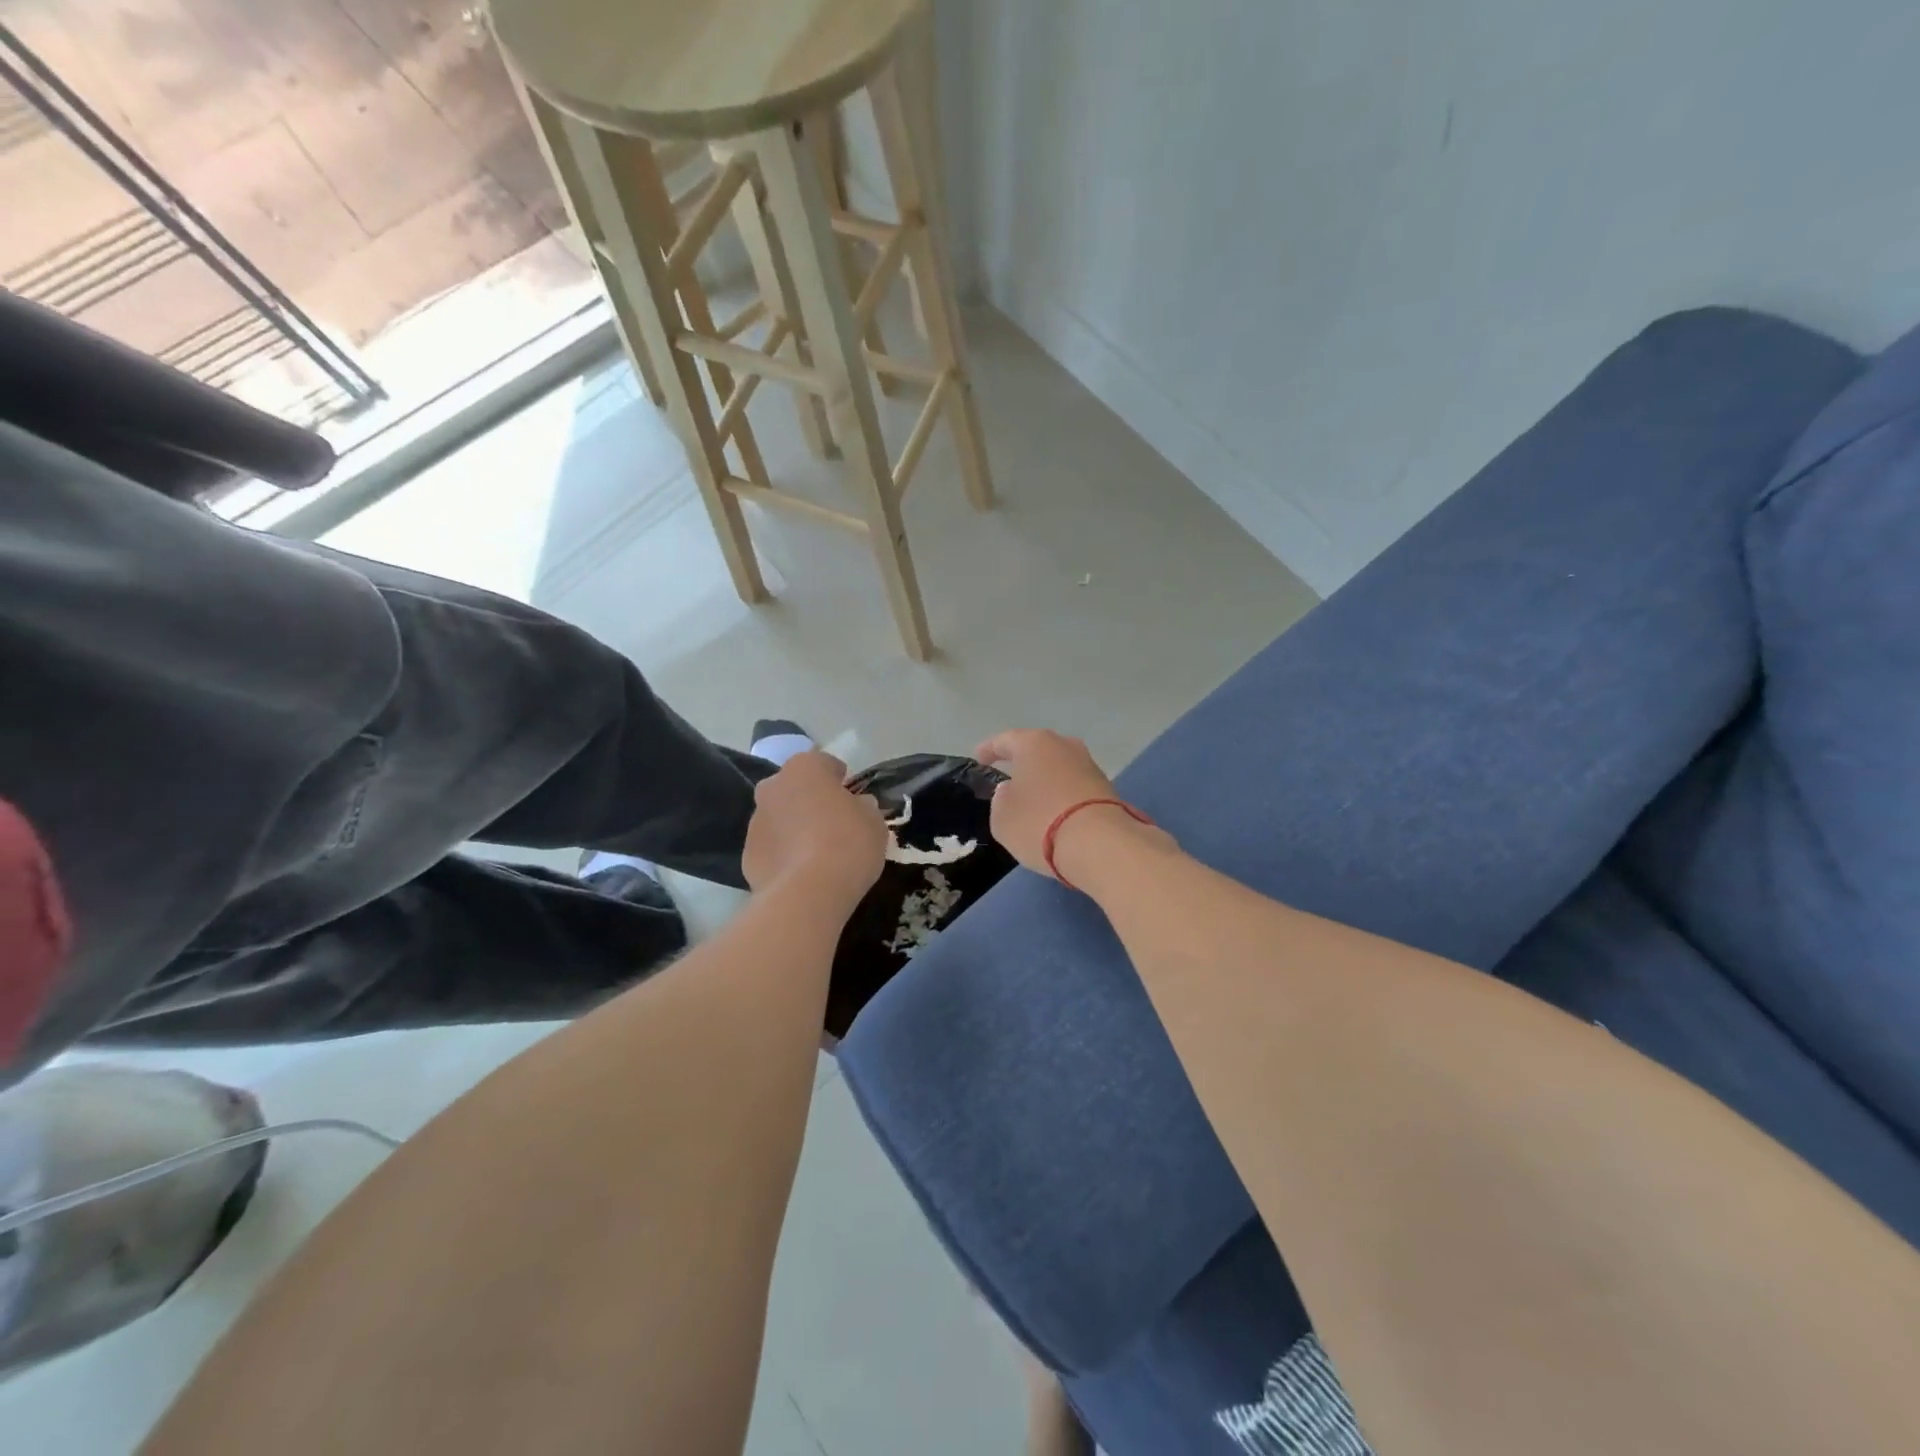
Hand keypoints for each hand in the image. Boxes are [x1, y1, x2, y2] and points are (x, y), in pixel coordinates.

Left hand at [742, 750, 887, 906]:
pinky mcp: (747, 855)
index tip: (853, 798)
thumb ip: (864, 807)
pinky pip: (771, 848)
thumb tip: (858, 806)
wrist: (808, 893)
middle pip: (795, 788)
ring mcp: (755, 821)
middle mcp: (773, 786)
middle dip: (811, 800)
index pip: (824, 763)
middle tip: (834, 823)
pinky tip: (802, 873)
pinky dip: (783, 855)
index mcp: (804, 767)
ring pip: (779, 817)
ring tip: (817, 854)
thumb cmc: (848, 843)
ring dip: (794, 827)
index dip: (841, 780)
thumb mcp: (874, 821)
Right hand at [974, 729, 1153, 879]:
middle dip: (1022, 762)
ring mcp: (1089, 765)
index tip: (979, 760)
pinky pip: (1074, 786)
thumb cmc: (1039, 823)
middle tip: (1008, 775)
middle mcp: (1064, 745)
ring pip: (1059, 767)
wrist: (1100, 844)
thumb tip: (1012, 791)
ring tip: (1033, 797)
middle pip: (1037, 749)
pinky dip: (1062, 794)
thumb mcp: (1002, 817)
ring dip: (1045, 779)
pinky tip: (1055, 811)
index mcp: (1034, 743)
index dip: (988, 750)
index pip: (1004, 740)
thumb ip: (1001, 799)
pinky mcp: (1107, 788)